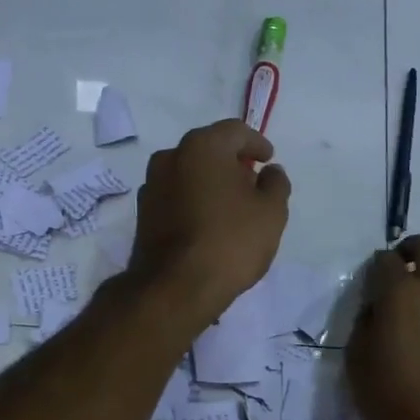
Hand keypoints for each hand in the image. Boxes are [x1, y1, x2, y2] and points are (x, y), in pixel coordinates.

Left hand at [127, 119, 291, 329]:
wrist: (176, 287)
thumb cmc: (230, 241)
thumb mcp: (271, 212)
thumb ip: (276, 184)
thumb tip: (270, 172)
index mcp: (202, 146)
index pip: (235, 131)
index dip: (257, 143)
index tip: (269, 160)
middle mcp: (171, 157)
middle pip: (208, 149)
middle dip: (232, 162)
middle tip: (252, 182)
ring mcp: (151, 185)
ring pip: (189, 173)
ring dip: (210, 182)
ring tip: (231, 206)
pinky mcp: (143, 214)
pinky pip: (176, 196)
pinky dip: (194, 201)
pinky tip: (208, 222)